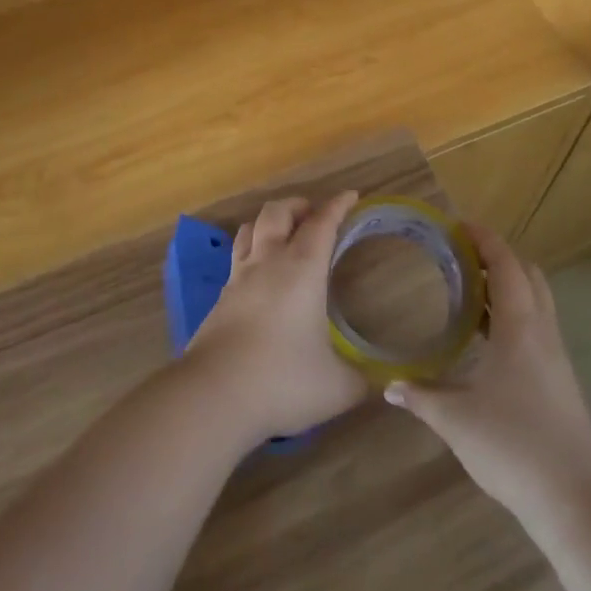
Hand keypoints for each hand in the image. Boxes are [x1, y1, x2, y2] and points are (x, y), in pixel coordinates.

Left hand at [188, 192, 369, 442]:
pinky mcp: (220, 298)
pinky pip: (236, 258)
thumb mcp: (337, 387)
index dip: (337, 205)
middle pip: (277, 212)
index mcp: (301, 270)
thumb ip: (360, 379)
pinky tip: (259, 275)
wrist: (214, 395)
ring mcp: (238, 278)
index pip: (321, 223)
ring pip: (250, 228)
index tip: (351, 196)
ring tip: (283, 234)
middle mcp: (268, 262)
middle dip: (298, 205)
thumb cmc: (282, 381)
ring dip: (269, 222)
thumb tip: (377, 383)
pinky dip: (251, 252)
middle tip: (314, 215)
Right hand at [384, 225, 590, 524]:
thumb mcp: (455, 420)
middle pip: (528, 276)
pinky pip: (537, 330)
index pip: (505, 265)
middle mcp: (543, 333)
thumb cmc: (513, 446)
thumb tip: (389, 386)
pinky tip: (488, 341)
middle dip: (498, 258)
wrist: (577, 502)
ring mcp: (556, 360)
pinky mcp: (561, 384)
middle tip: (462, 256)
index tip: (458, 225)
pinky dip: (513, 317)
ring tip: (468, 291)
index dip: (484, 239)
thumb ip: (420, 397)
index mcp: (520, 327)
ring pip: (536, 303)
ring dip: (507, 288)